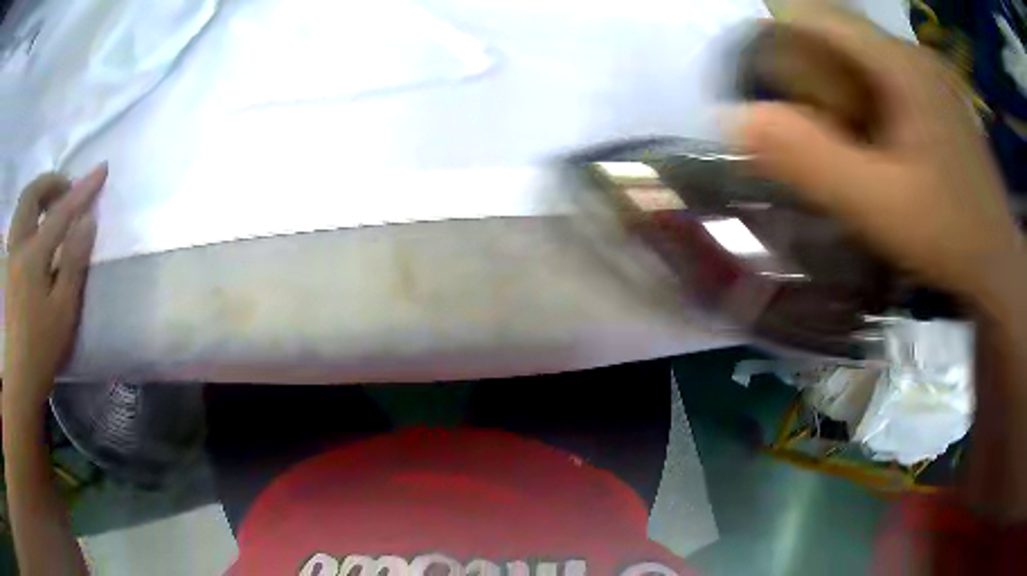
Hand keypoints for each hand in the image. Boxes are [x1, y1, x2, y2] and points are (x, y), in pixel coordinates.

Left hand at [3, 164, 105, 412]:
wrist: (20, 377)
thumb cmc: (42, 348)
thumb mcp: (63, 311)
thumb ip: (73, 262)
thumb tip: (87, 221)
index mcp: (32, 257)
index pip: (60, 212)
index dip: (82, 189)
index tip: (101, 169)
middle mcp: (18, 246)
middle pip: (32, 194)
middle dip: (51, 182)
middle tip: (67, 189)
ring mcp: (11, 254)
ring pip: (22, 205)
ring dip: (38, 194)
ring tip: (51, 203)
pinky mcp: (9, 264)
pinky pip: (17, 221)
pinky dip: (28, 211)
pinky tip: (36, 225)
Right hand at [735, 5, 1024, 307]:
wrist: (997, 267)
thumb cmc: (948, 237)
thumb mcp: (878, 206)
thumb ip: (811, 161)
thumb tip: (735, 118)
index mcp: (900, 64)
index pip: (814, 17)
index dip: (776, 40)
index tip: (761, 86)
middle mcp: (912, 56)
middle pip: (837, 37)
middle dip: (806, 70)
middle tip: (799, 124)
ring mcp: (928, 77)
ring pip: (859, 59)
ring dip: (834, 86)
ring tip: (832, 137)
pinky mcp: (936, 100)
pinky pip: (882, 80)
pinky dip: (861, 100)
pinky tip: (868, 141)